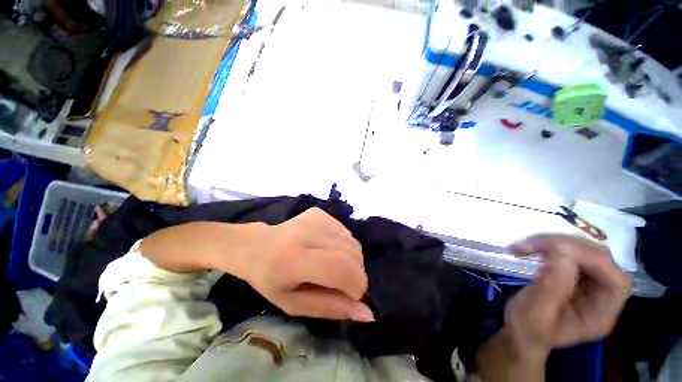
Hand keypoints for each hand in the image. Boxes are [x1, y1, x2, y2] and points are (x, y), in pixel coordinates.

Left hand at [243, 208, 373, 321]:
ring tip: (331, 264)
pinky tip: (327, 249)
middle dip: (355, 274)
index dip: (356, 285)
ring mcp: (315, 218)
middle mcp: (307, 232)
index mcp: (294, 260)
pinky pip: (346, 232)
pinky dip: (343, 246)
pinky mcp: (320, 212)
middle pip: (352, 253)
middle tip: (339, 282)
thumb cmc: (271, 280)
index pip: (341, 268)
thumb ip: (331, 308)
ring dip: (350, 260)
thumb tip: (367, 313)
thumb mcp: (295, 305)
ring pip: (352, 242)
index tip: (352, 296)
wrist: (257, 245)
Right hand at [506, 234, 630, 356]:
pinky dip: (551, 245)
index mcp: (600, 315)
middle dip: (569, 246)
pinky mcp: (576, 275)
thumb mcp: (536, 313)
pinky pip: (571, 252)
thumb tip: (562, 254)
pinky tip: (532, 247)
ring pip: (586, 251)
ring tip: (527, 244)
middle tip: (533, 243)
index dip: (592, 261)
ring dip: (556, 242)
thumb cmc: (528, 328)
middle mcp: (603, 297)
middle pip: (602, 261)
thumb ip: (552, 287)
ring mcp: (591, 284)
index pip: (615, 282)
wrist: (521, 331)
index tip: (554, 250)